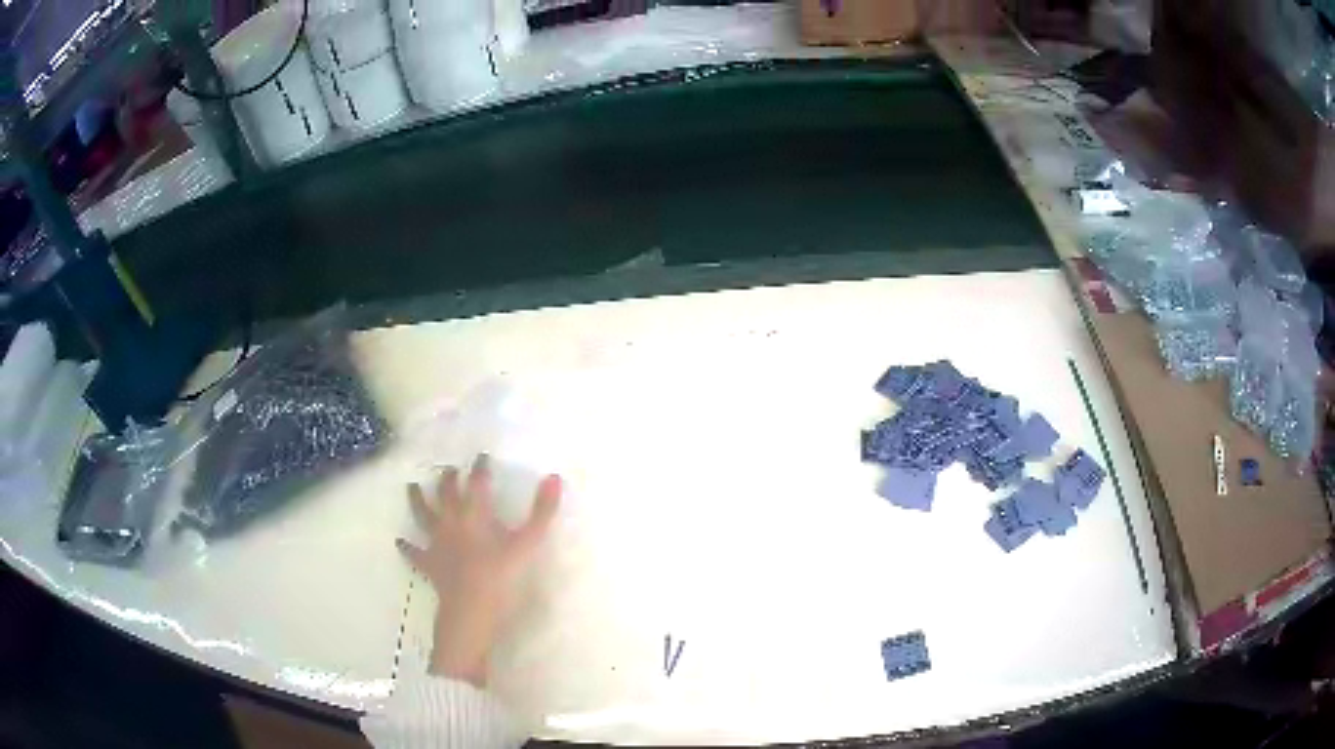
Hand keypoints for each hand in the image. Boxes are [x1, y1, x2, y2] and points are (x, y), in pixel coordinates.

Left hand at [398, 454, 561, 685]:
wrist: (471, 609)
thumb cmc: (502, 576)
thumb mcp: (528, 543)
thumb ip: (541, 511)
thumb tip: (554, 476)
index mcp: (475, 515)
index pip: (477, 484)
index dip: (480, 469)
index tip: (482, 457)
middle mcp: (451, 522)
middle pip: (447, 495)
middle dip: (448, 480)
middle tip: (449, 470)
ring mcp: (436, 543)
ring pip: (424, 516)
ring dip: (417, 501)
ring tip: (411, 487)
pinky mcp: (429, 564)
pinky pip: (415, 553)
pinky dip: (407, 546)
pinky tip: (401, 542)